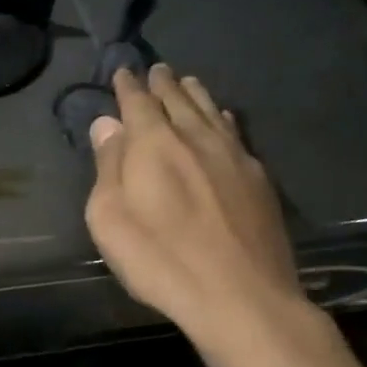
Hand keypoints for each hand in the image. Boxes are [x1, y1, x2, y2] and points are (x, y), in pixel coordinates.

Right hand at [85, 66, 313, 364]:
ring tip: (187, 82)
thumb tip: (107, 124)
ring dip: (195, 94)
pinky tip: (224, 119)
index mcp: (154, 144)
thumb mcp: (110, 217)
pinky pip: (236, 133)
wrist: (241, 297)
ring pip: (211, 111)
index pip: (138, 102)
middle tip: (157, 69)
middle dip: (163, 83)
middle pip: (178, 99)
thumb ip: (109, 166)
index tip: (123, 71)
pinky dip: (223, 119)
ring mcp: (233, 156)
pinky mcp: (259, 179)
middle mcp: (195, 138)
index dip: (128, 85)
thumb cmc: (160, 259)